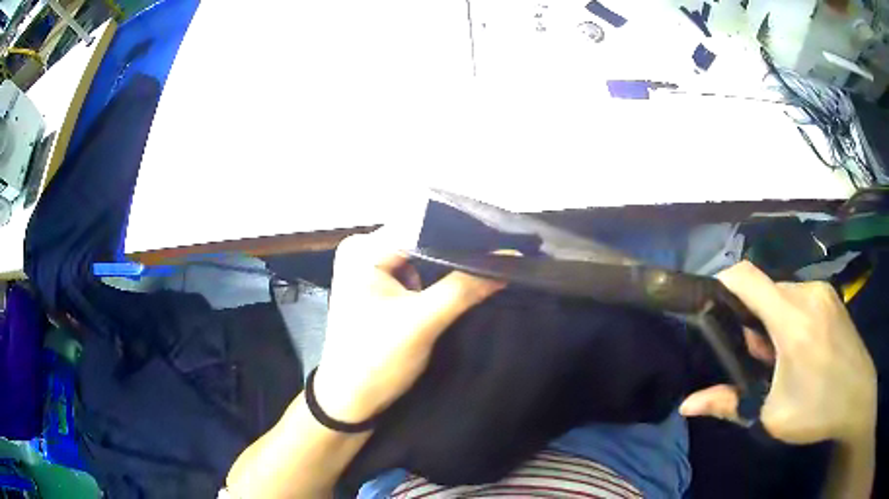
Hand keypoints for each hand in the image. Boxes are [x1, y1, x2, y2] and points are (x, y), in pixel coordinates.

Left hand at [313, 229, 504, 422]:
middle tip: (502, 254)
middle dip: (459, 248)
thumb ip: (464, 288)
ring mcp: (370, 267)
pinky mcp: (378, 285)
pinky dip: (439, 277)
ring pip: (422, 255)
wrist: (351, 400)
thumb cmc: (376, 360)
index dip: (462, 232)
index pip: (421, 226)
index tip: (502, 240)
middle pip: (422, 238)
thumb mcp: (422, 322)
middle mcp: (363, 249)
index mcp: (364, 249)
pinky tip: (465, 280)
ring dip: (452, 263)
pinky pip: (416, 271)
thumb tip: (509, 258)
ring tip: (490, 264)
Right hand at [680, 261, 876, 444]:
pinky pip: (799, 296)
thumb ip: (729, 404)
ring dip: (770, 318)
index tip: (708, 305)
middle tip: (752, 357)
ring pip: (782, 293)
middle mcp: (807, 294)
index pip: (747, 278)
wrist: (859, 399)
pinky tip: (797, 346)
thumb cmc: (818, 411)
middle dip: (750, 317)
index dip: (722, 283)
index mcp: (793, 320)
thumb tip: (687, 405)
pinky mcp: (831, 297)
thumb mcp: (772, 415)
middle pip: (764, 288)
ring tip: (776, 356)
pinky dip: (788, 315)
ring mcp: (822, 292)